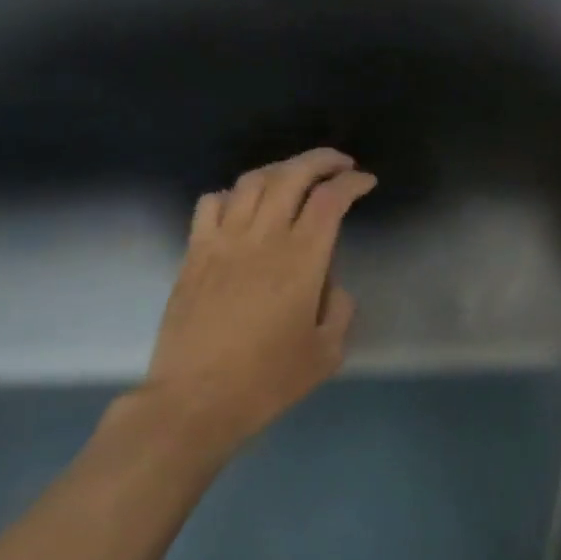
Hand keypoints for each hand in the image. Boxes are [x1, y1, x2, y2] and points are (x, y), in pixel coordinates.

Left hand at [137, 148, 376, 460]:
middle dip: (321, 160)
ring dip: (279, 169)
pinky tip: (242, 206)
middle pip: (291, 175)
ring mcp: (222, 241)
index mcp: (301, 260)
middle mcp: (262, 238)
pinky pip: (211, 204)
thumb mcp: (326, 353)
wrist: (196, 399)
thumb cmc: (267, 380)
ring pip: (251, 182)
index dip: (352, 183)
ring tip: (295, 177)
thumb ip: (340, 309)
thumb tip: (329, 285)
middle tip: (340, 164)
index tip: (366, 183)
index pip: (330, 200)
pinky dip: (232, 194)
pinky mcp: (194, 254)